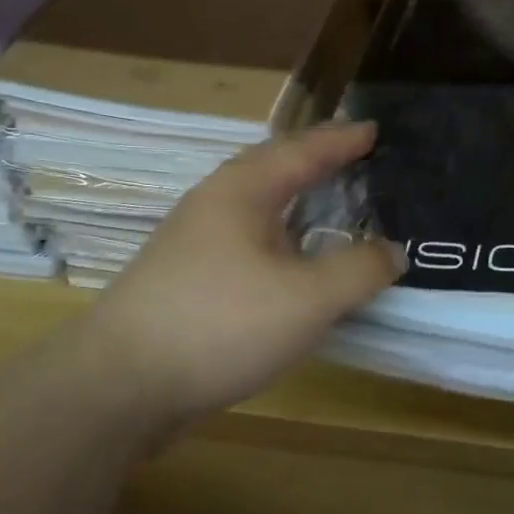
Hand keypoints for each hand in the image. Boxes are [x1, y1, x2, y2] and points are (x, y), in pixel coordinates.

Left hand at [84, 121, 403, 427]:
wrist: (120, 384)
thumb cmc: (220, 325)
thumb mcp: (307, 299)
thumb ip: (358, 270)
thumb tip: (392, 251)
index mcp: (243, 190)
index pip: (304, 150)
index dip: (343, 140)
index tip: (374, 129)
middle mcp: (215, 203)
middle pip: (274, 168)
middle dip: (315, 160)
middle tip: (354, 157)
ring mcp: (193, 240)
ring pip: (257, 205)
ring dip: (295, 199)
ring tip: (327, 202)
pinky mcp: (185, 277)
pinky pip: (246, 239)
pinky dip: (279, 236)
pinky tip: (289, 262)